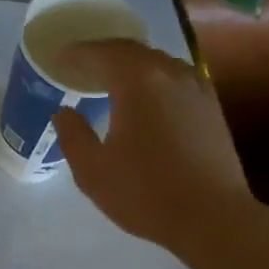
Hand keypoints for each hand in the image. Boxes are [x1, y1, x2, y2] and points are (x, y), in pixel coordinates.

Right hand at [50, 40, 256, 256]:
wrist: (212, 217)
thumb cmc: (145, 193)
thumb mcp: (92, 169)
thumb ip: (73, 134)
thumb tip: (64, 112)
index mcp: (138, 82)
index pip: (101, 53)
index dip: (75, 54)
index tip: (56, 58)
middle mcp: (170, 74)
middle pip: (131, 51)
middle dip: (102, 54)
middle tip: (78, 65)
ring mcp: (197, 88)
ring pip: (157, 62)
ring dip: (129, 65)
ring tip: (108, 79)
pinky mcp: (211, 106)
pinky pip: (175, 77)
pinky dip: (152, 78)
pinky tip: (143, 98)